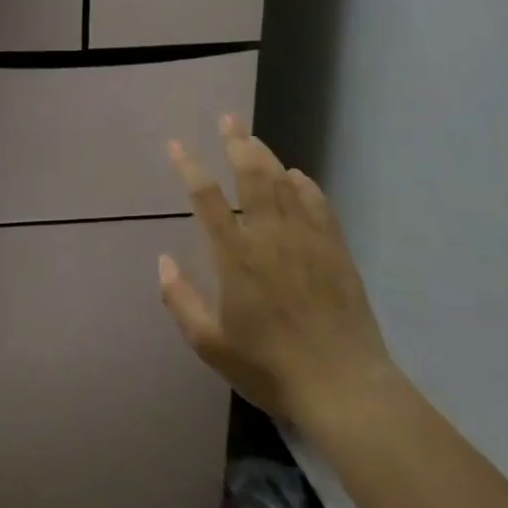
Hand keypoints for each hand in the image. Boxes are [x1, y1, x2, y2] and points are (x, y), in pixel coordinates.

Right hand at [158, 115, 398, 436]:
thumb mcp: (210, 344)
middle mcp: (270, 236)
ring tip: (253, 139)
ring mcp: (307, 240)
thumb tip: (163, 261)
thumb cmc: (270, 367)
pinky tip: (297, 177)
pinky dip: (305, 185)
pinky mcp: (335, 250)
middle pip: (252, 176)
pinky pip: (319, 205)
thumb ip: (180, 300)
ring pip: (285, 184)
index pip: (207, 198)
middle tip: (228, 120)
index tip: (176, 145)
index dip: (189, 167)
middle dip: (237, 143)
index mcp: (236, 256)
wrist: (344, 387)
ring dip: (267, 156)